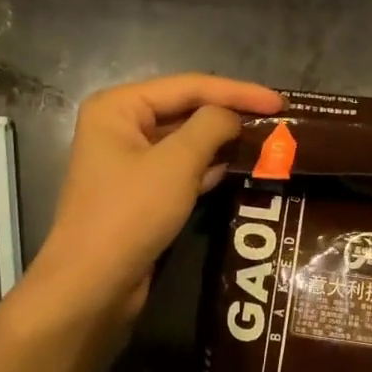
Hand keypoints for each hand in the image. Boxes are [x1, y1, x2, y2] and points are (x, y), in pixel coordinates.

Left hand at [28, 74, 280, 321]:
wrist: (93, 284)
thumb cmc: (130, 213)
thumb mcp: (177, 163)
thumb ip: (211, 127)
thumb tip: (233, 116)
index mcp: (118, 107)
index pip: (188, 86)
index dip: (237, 91)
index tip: (279, 101)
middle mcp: (120, 126)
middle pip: (185, 110)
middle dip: (229, 115)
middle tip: (276, 120)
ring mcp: (129, 161)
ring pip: (185, 141)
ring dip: (222, 142)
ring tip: (266, 141)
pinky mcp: (140, 192)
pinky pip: (181, 168)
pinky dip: (208, 167)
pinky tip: (238, 168)